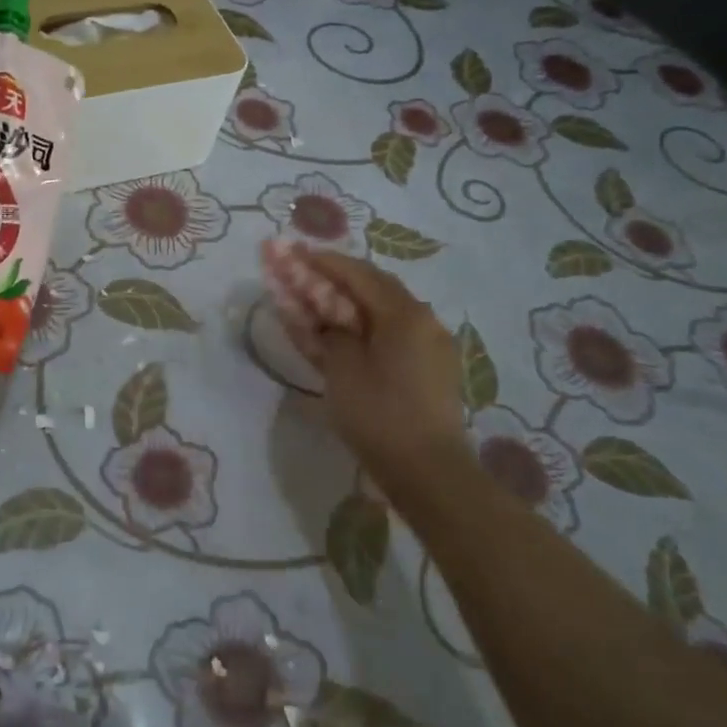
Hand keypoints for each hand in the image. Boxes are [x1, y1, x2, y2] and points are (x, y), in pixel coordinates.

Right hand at [273, 244, 469, 491]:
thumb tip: (323, 316)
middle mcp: (424, 319)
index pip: (358, 273)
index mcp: (404, 313)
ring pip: (384, 310)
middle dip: (336, 278)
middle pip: (374, 287)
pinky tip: (346, 334)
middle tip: (304, 274)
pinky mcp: (432, 368)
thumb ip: (328, 331)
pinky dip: (366, 326)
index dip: (323, 262)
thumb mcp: (342, 369)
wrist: (429, 473)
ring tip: (320, 302)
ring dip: (351, 302)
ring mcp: (432, 344)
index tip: (294, 253)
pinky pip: (394, 333)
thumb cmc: (380, 415)